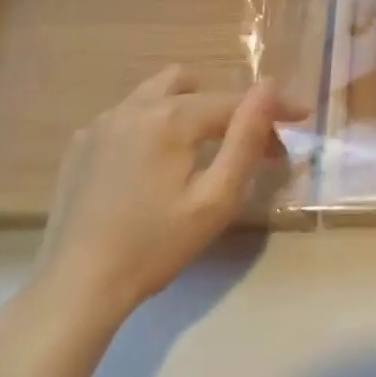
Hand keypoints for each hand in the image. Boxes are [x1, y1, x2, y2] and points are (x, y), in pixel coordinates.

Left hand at [27, 66, 302, 331]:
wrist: (73, 290)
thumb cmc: (153, 248)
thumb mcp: (215, 200)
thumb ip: (246, 138)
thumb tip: (270, 87)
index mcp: (169, 118)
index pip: (233, 102)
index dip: (273, 107)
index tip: (302, 116)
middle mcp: (134, 107)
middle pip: (197, 87)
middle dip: (230, 109)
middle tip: (251, 145)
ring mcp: (102, 123)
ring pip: (159, 91)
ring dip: (190, 106)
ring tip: (203, 145)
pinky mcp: (82, 143)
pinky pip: (130, 113)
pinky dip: (154, 123)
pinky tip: (156, 163)